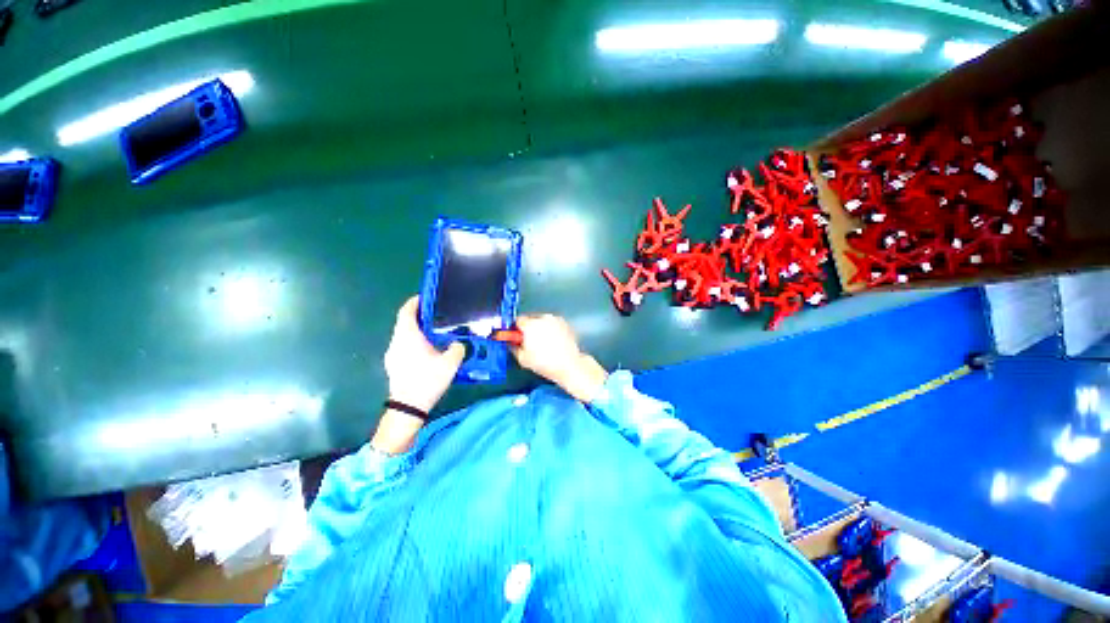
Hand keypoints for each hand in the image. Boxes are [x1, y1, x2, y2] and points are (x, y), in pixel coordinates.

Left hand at [383, 296, 465, 412]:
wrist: (408, 407)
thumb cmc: (427, 380)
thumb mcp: (450, 363)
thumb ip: (457, 348)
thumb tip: (458, 343)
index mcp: (408, 336)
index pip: (406, 311)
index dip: (415, 302)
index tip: (426, 297)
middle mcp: (397, 342)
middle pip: (405, 322)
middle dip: (419, 316)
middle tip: (437, 315)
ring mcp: (393, 354)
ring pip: (404, 335)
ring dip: (417, 330)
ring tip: (436, 332)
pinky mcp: (394, 365)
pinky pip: (404, 346)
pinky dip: (414, 341)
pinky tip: (428, 350)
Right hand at [512, 315, 607, 402]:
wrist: (569, 365)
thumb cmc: (546, 363)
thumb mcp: (523, 359)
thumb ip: (514, 348)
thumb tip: (512, 344)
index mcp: (530, 325)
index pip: (518, 320)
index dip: (516, 329)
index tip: (517, 335)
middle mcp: (543, 318)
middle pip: (531, 320)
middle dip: (529, 329)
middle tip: (530, 342)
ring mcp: (555, 320)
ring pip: (543, 321)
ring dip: (541, 329)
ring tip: (544, 344)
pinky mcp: (565, 323)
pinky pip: (553, 324)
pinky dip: (552, 330)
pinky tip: (553, 343)